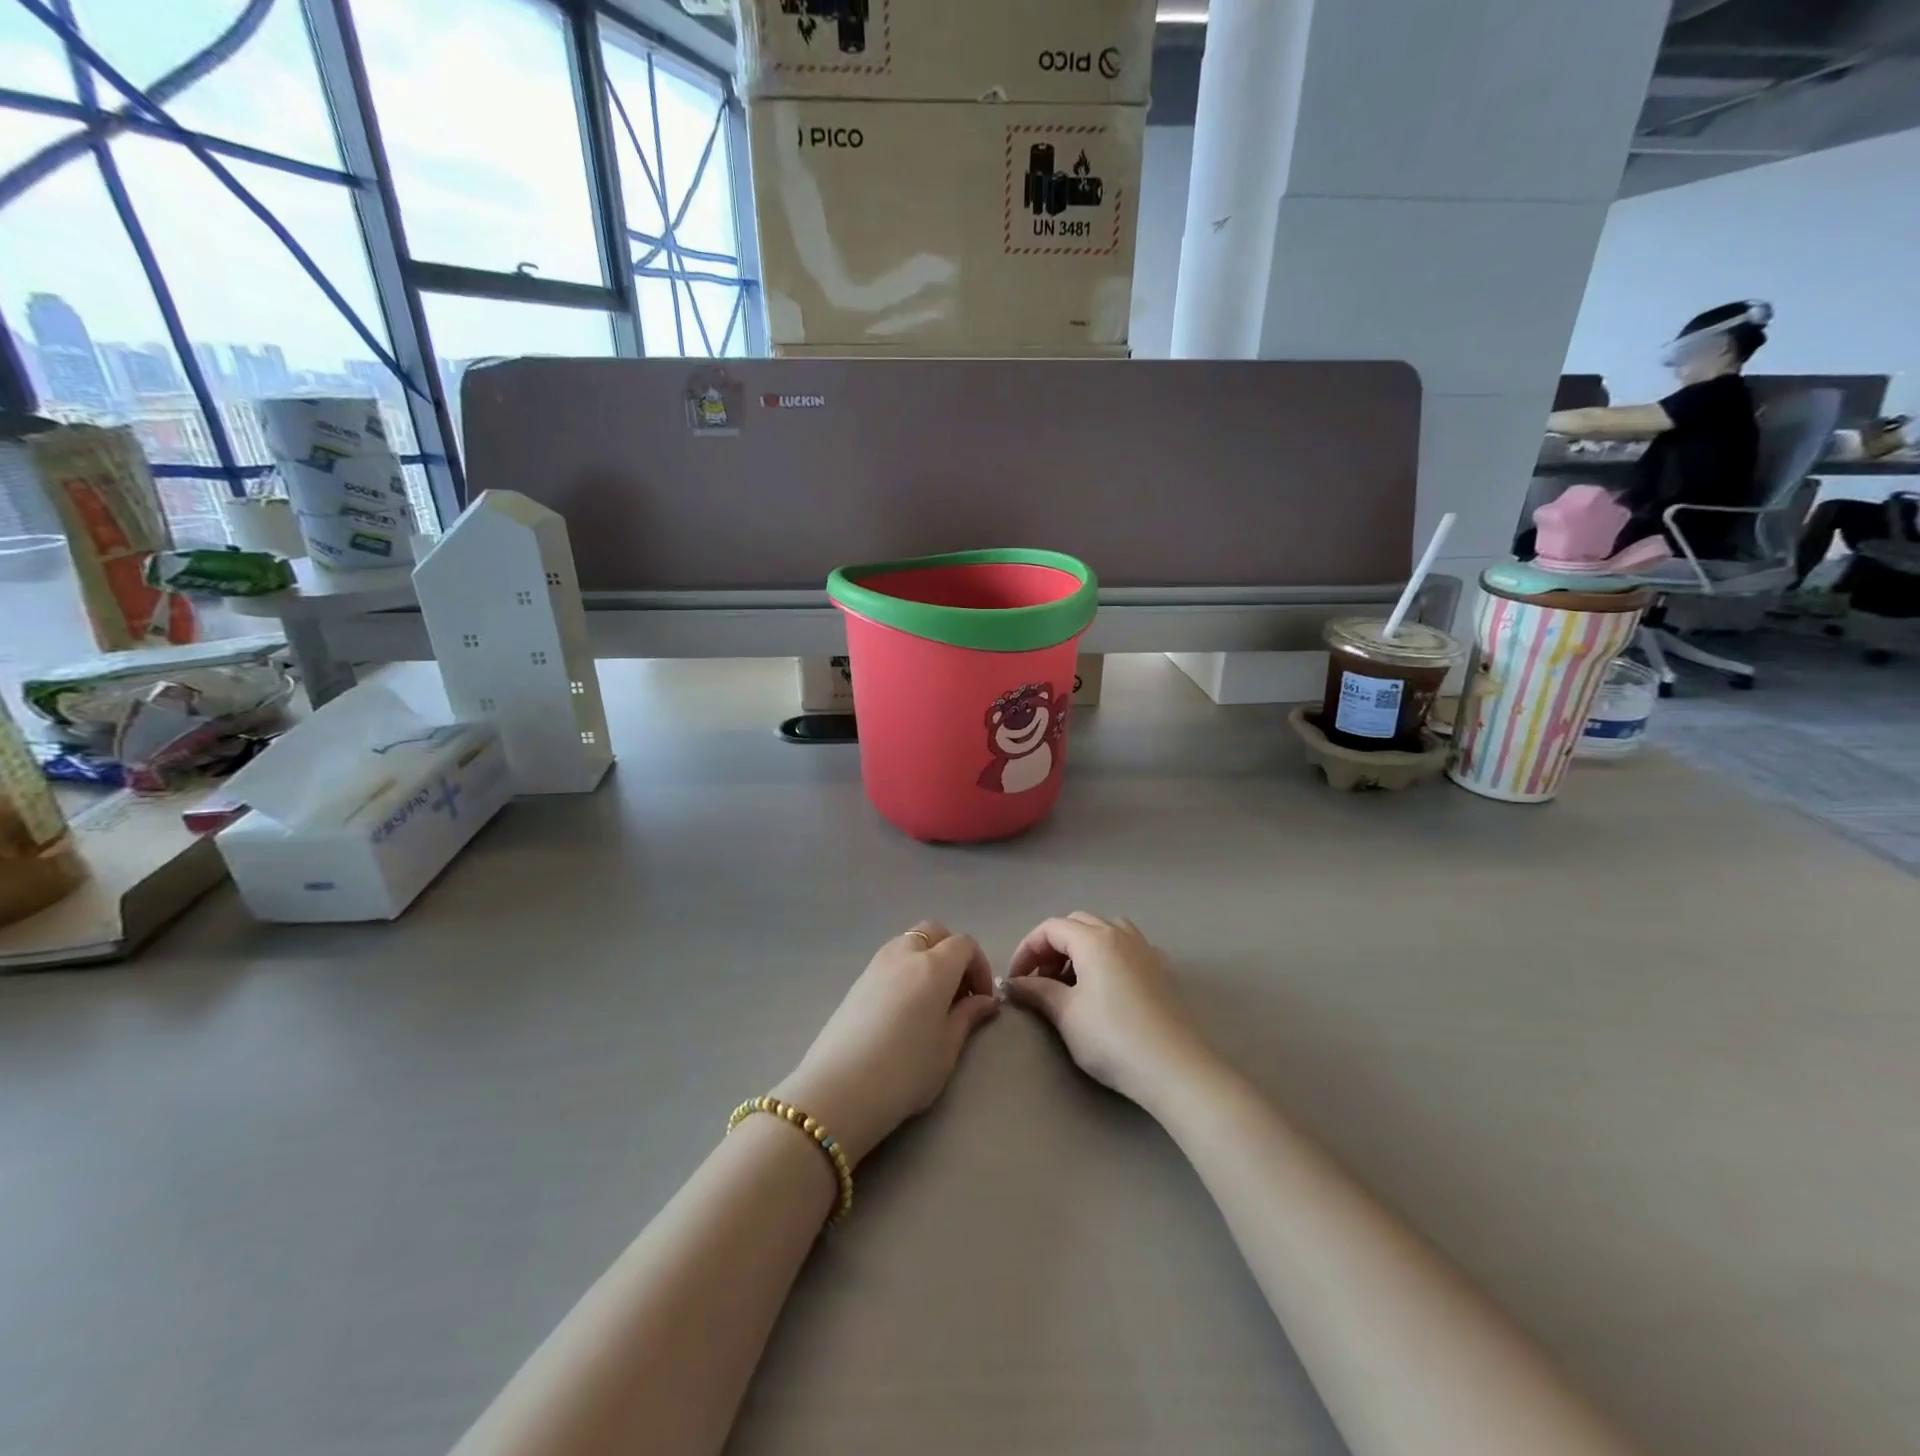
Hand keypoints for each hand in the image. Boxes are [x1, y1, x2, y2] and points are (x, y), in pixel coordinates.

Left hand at [773, 922, 997, 1167]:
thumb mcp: (946, 1049)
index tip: (981, 1000)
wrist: (838, 1090)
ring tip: (931, 1000)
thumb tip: (985, 1001)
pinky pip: (890, 960)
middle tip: (958, 993)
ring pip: (910, 942)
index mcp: (934, 966)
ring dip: (927, 958)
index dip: (979, 967)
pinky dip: (905, 970)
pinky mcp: (856, 980)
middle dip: (953, 953)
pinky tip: (904, 1008)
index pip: (964, 945)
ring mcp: (876, 964)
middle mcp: (905, 953)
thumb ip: (967, 1017)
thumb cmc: (904, 1071)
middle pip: (935, 932)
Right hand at [1003, 913, 1213, 1109]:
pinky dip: (1109, 955)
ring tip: (1072, 980)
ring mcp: (1145, 949)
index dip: (1027, 950)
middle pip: (1077, 923)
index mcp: (1094, 939)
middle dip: (1052, 946)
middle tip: (1040, 980)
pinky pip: (1128, 946)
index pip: (1050, 928)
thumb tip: (1013, 983)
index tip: (1016, 980)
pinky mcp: (1162, 969)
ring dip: (1082, 947)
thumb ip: (1037, 991)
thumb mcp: (1066, 1014)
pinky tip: (1107, 984)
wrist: (1173, 1067)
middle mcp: (1120, 934)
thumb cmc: (1112, 1038)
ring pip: (1105, 930)